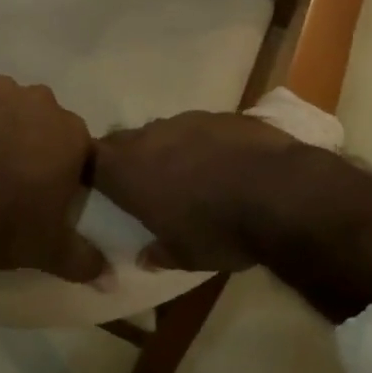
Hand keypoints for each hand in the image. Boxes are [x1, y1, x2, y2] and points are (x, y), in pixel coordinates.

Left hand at [0, 78, 105, 282]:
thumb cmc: (6, 224)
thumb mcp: (51, 250)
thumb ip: (85, 260)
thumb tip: (111, 280)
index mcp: (70, 133)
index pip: (74, 146)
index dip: (59, 166)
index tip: (43, 188)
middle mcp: (37, 101)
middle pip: (37, 118)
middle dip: (27, 139)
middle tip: (7, 174)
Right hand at [92, 112, 305, 273]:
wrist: (279, 192)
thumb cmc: (218, 229)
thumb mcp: (185, 256)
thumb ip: (158, 252)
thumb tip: (145, 257)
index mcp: (128, 170)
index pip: (91, 160)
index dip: (94, 171)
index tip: (104, 188)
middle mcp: (150, 137)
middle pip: (125, 140)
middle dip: (129, 159)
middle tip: (144, 184)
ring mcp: (187, 120)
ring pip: (163, 132)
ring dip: (168, 150)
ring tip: (190, 175)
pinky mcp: (222, 115)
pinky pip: (200, 128)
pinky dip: (204, 144)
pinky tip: (225, 165)